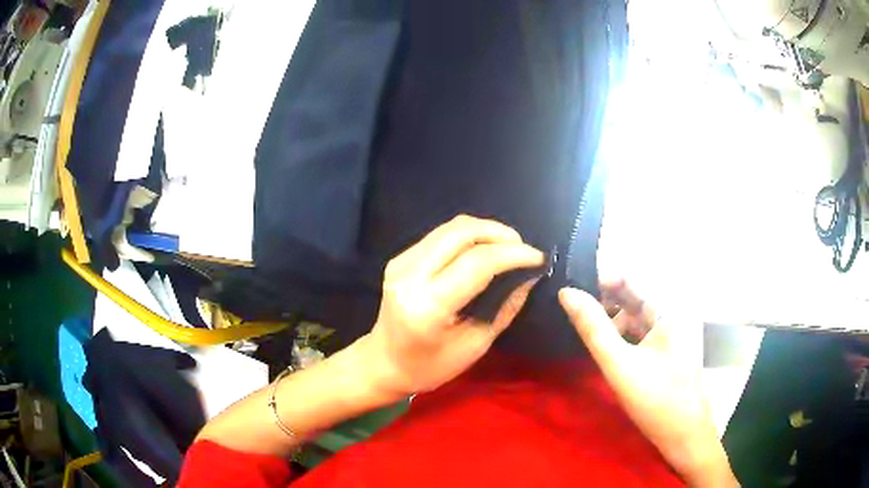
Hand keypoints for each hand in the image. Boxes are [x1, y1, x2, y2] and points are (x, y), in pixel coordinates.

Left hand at [358, 215, 543, 397]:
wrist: (383, 363)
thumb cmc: (430, 367)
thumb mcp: (475, 345)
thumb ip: (505, 306)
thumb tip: (530, 275)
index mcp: (428, 305)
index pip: (477, 263)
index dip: (513, 254)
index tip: (538, 258)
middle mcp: (410, 275)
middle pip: (462, 232)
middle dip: (500, 233)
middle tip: (523, 249)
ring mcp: (401, 262)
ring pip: (450, 228)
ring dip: (485, 231)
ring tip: (508, 247)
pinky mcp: (399, 258)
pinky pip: (440, 235)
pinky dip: (468, 236)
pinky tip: (483, 250)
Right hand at [560, 282, 737, 486]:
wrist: (683, 434)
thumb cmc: (656, 400)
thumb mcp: (619, 365)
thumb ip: (593, 327)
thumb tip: (566, 292)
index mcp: (670, 307)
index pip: (631, 277)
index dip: (601, 277)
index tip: (571, 287)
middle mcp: (674, 310)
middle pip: (634, 293)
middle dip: (603, 297)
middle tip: (571, 306)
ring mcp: (673, 327)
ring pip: (636, 311)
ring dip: (611, 315)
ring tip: (582, 322)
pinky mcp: (669, 343)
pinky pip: (641, 327)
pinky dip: (622, 330)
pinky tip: (604, 340)